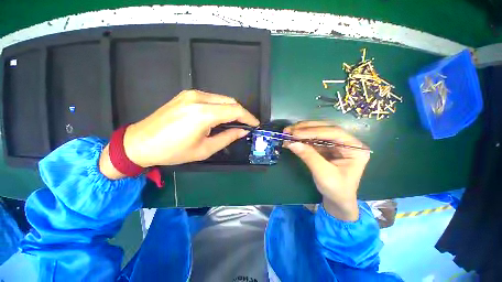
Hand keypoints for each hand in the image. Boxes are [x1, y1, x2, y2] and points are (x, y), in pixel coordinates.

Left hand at [99, 90, 258, 178]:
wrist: (141, 142)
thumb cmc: (173, 151)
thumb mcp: (205, 149)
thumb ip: (227, 138)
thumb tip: (242, 131)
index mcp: (204, 114)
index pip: (235, 110)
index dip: (248, 117)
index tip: (255, 124)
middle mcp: (199, 98)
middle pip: (230, 101)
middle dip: (241, 113)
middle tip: (245, 125)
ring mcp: (191, 94)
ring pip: (222, 98)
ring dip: (231, 109)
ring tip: (234, 123)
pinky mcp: (187, 95)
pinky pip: (212, 98)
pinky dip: (221, 107)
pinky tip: (219, 117)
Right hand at [283, 121, 369, 220]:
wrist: (337, 201)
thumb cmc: (336, 190)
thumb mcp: (323, 174)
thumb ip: (308, 156)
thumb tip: (291, 142)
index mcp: (355, 148)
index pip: (334, 133)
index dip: (313, 131)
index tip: (295, 133)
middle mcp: (346, 142)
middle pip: (325, 128)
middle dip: (305, 128)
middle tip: (289, 130)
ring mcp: (336, 144)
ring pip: (317, 132)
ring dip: (301, 131)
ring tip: (287, 132)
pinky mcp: (326, 147)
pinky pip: (312, 139)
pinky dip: (301, 139)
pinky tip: (291, 139)